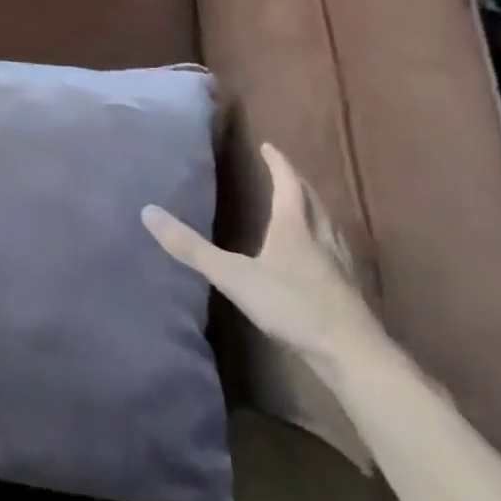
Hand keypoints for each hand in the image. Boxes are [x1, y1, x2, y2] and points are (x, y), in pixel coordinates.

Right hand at [143, 142, 387, 375]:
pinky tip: (322, 256)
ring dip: (315, 208)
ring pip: (328, 224)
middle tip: (284, 172)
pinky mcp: (350, 289)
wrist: (352, 354)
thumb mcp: (232, 276)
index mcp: (293, 226)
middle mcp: (321, 237)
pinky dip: (326, 239)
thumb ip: (191, 248)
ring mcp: (340, 264)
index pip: (287, 183)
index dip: (278, 163)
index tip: (268, 146)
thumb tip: (148, 212)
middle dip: (297, 182)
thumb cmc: (292, 306)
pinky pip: (337, 249)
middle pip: (312, 200)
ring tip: (303, 206)